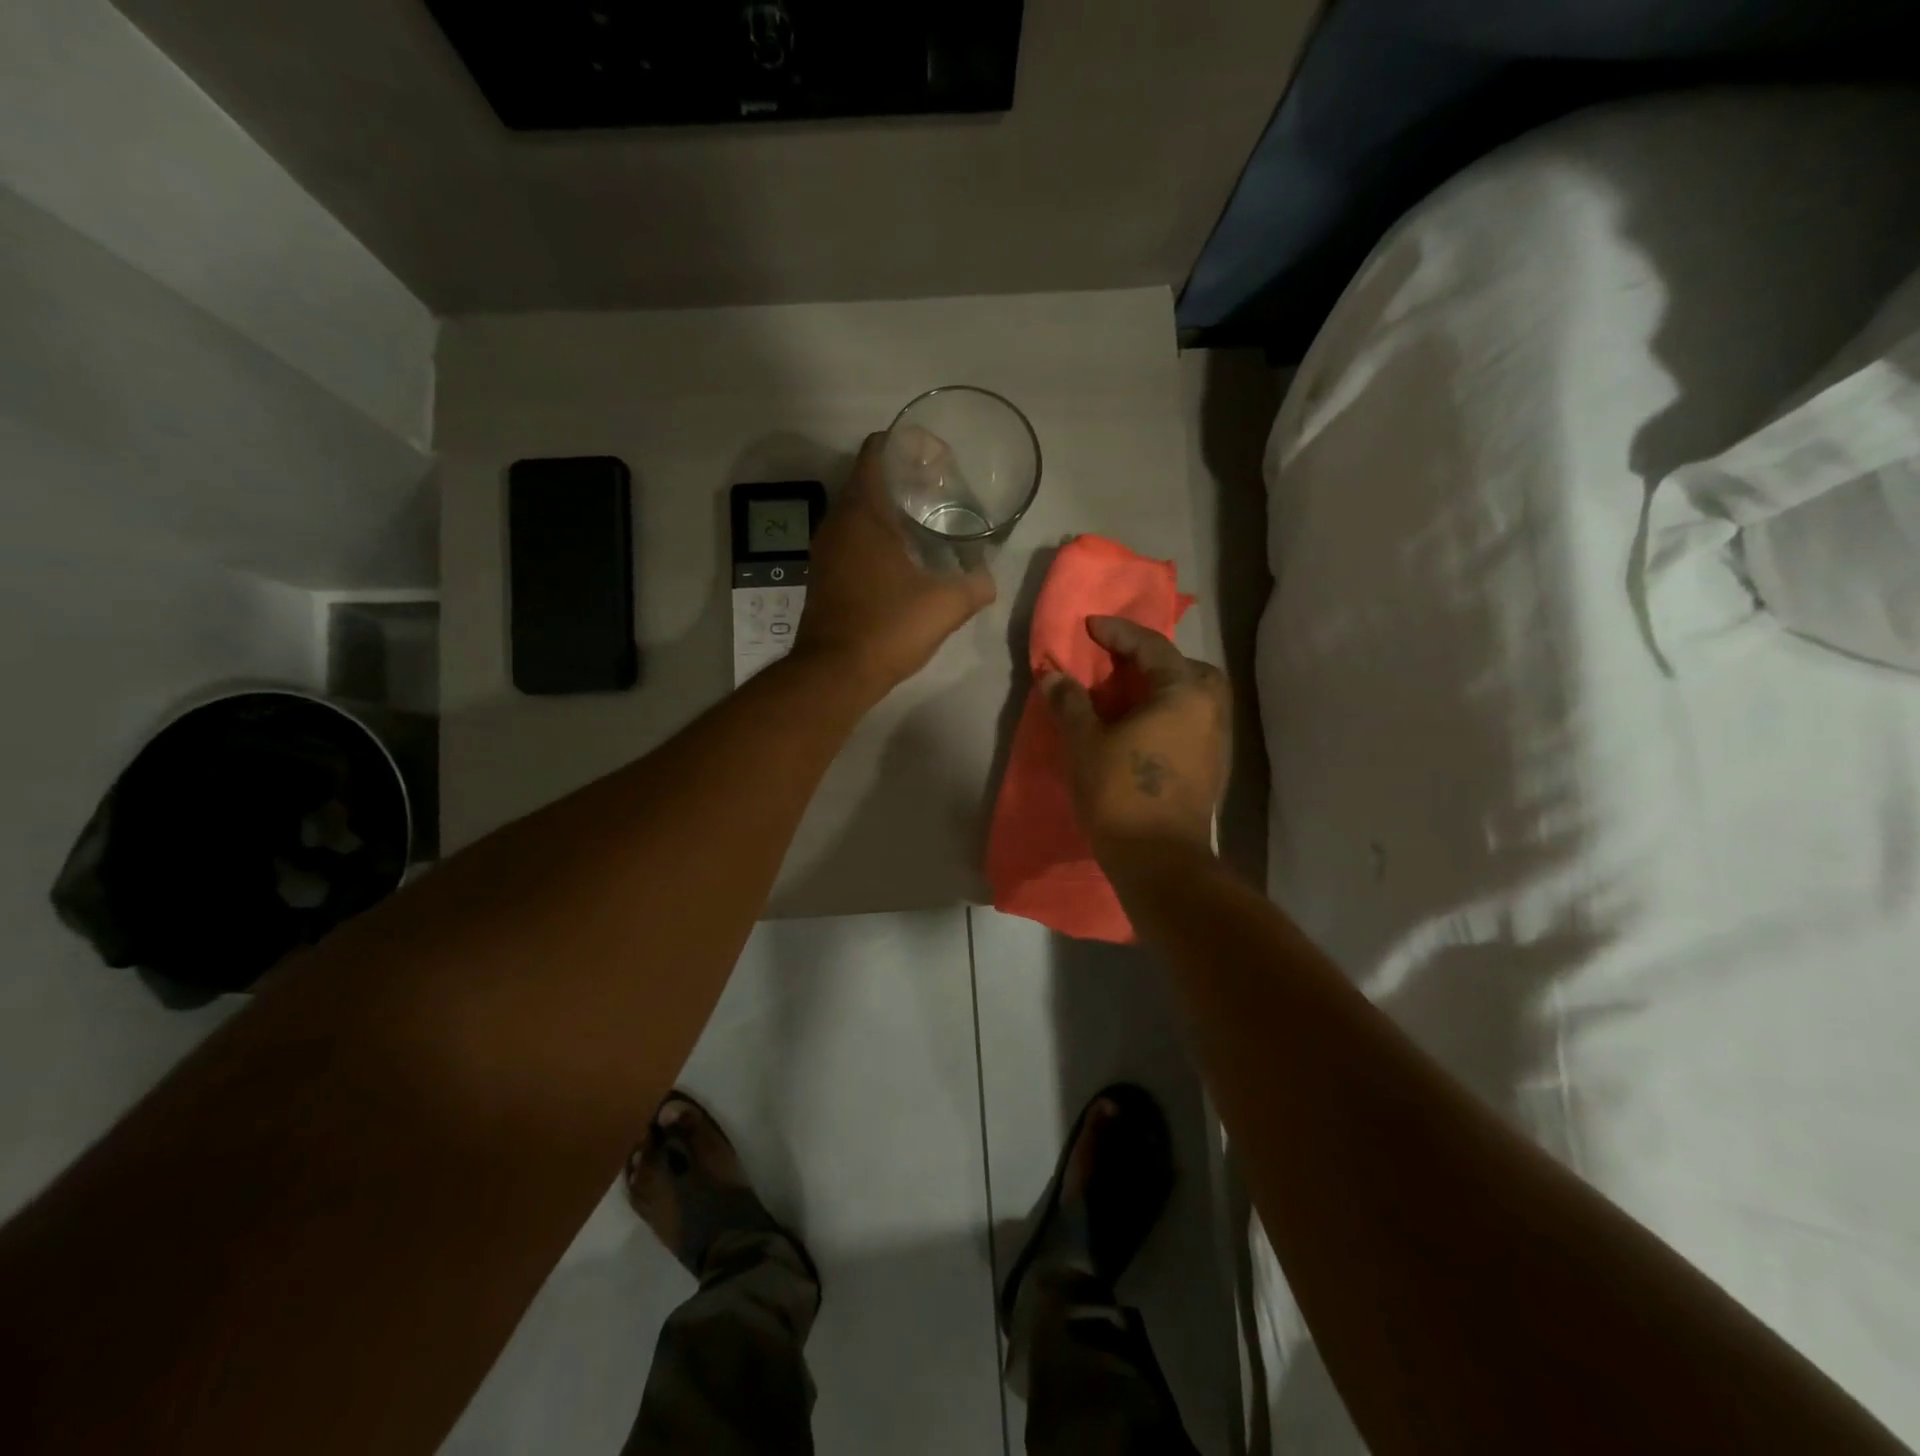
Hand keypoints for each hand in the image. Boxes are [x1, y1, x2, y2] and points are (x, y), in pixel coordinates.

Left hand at [794, 433, 996, 697]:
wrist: (834, 673)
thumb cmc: (887, 627)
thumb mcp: (945, 605)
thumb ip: (975, 585)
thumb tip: (988, 579)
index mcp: (863, 512)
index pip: (877, 451)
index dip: (908, 445)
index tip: (938, 459)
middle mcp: (838, 522)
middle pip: (869, 478)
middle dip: (905, 478)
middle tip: (942, 490)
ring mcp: (826, 549)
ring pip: (859, 511)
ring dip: (890, 509)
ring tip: (928, 523)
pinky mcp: (824, 574)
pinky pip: (852, 538)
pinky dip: (876, 535)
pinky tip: (904, 558)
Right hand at [1042, 616, 1229, 854]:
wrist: (1159, 859)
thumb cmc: (1120, 793)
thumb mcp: (1085, 742)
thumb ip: (1070, 702)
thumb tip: (1052, 673)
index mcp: (1183, 692)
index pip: (1151, 646)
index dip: (1118, 632)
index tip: (1090, 626)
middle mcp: (1210, 709)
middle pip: (1187, 667)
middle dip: (1154, 659)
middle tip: (1120, 664)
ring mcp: (1217, 740)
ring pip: (1195, 696)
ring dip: (1165, 688)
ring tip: (1130, 697)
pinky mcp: (1213, 768)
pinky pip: (1193, 722)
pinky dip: (1171, 714)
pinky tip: (1144, 730)